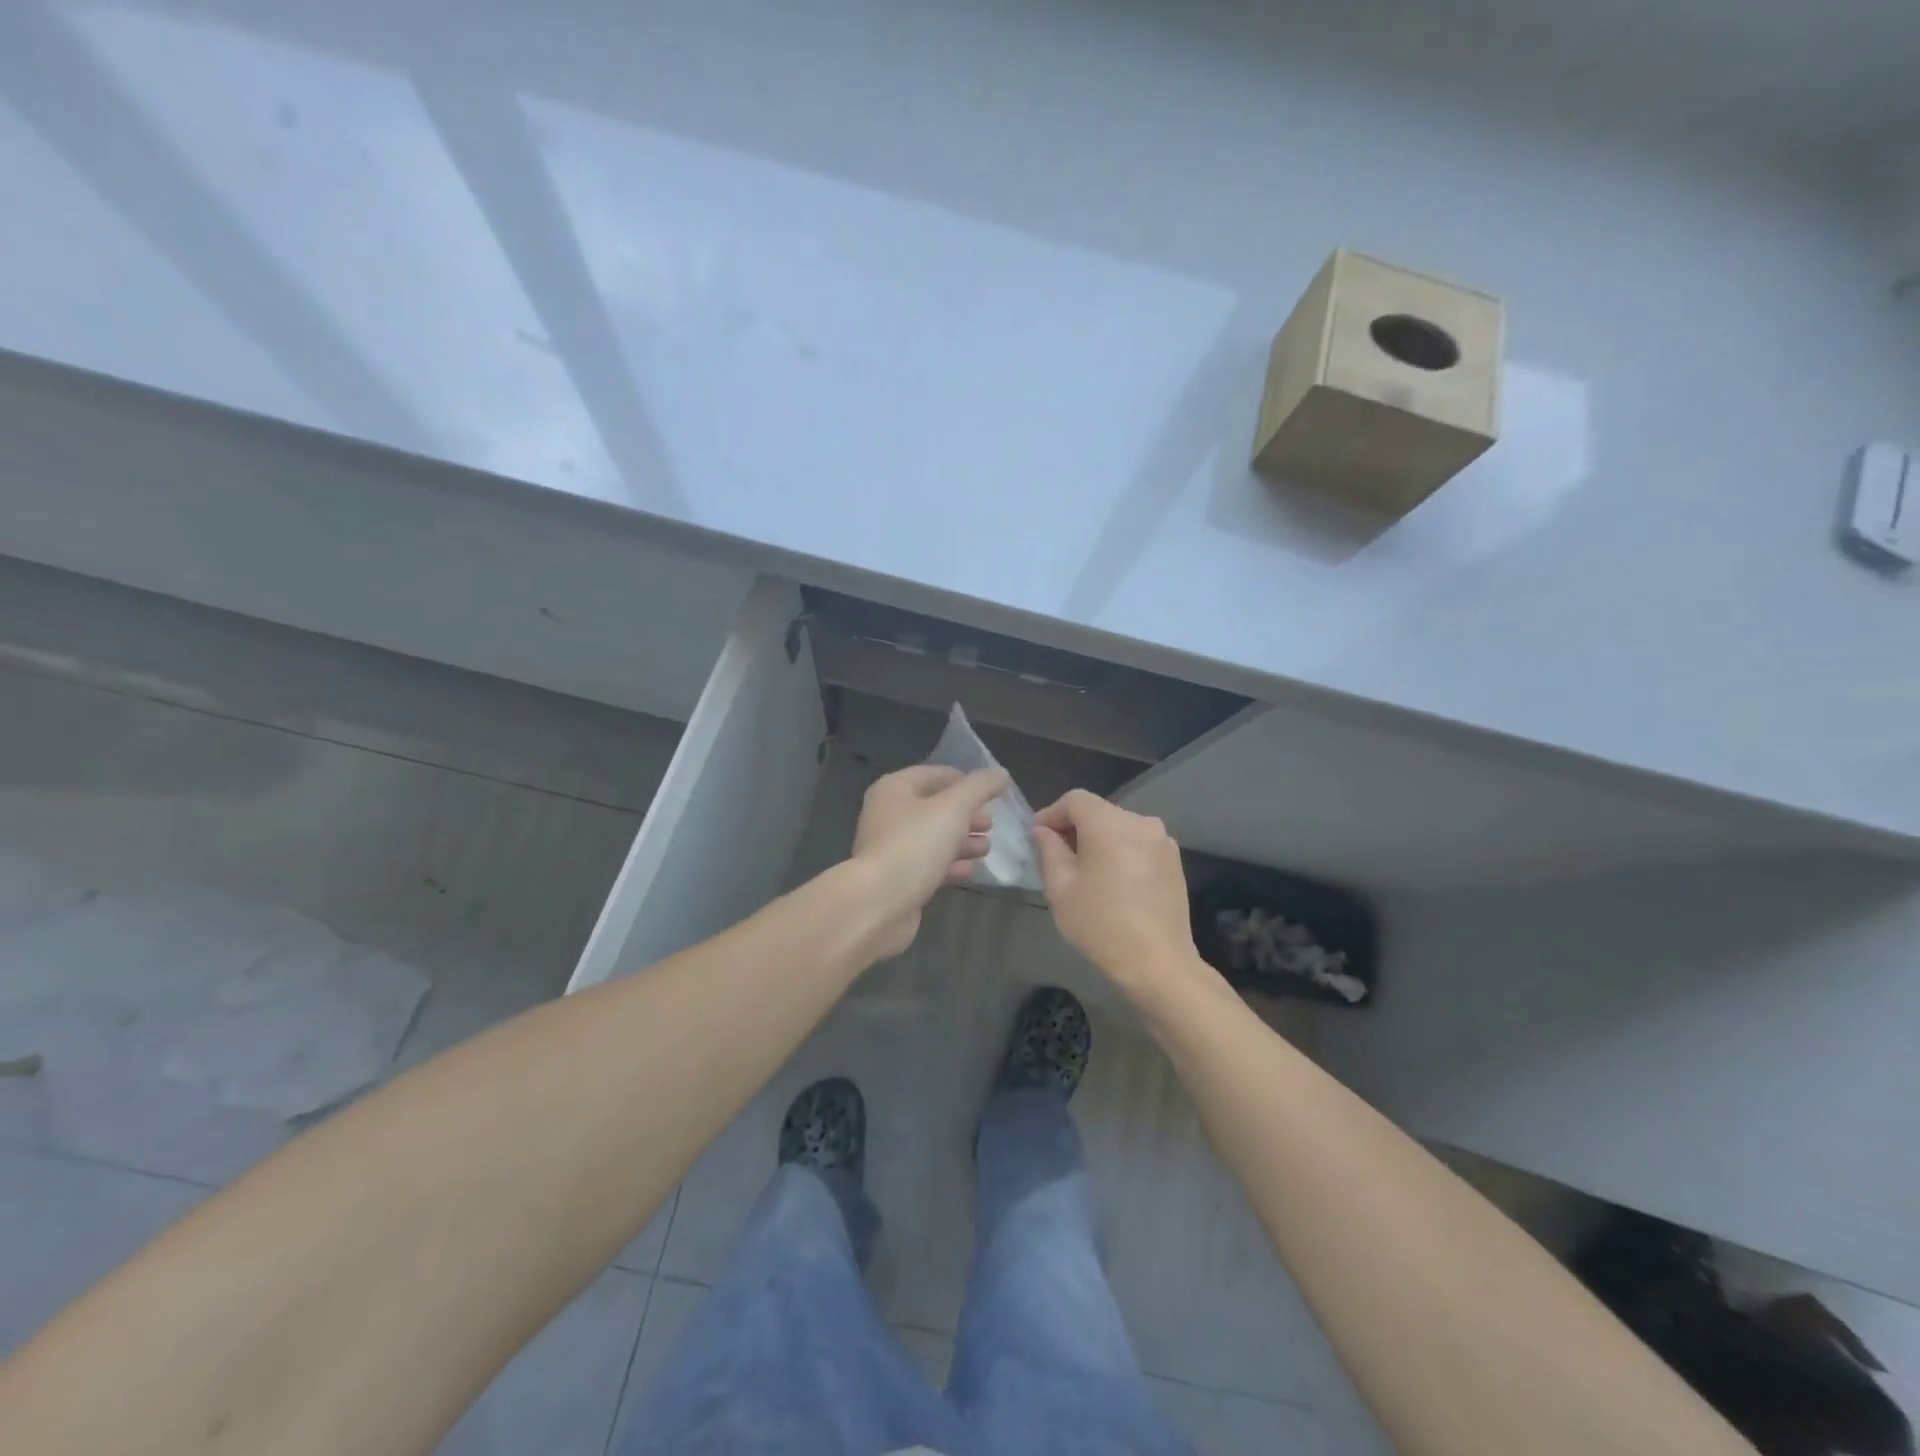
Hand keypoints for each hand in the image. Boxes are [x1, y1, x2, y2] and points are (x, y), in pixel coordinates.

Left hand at [850, 764, 1009, 958]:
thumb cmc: (914, 845)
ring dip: (962, 841)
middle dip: (966, 814)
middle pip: (935, 807)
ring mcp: (891, 849)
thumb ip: (980, 787)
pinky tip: (970, 870)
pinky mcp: (897, 878)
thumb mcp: (954, 808)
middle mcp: (888, 815)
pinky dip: (950, 865)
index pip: (934, 774)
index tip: (991, 792)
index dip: (964, 780)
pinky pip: (928, 864)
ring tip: (987, 848)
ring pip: (933, 838)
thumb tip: (1001, 774)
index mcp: (894, 789)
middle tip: (991, 823)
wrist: (878, 904)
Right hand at [1032, 790, 1201, 995]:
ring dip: (1099, 840)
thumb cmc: (1100, 922)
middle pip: (1099, 812)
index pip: (1075, 799)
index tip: (1037, 836)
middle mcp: (1140, 822)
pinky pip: (1138, 844)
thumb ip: (1049, 849)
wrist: (1157, 962)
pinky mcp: (1174, 861)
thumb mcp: (1060, 886)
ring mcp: (1162, 841)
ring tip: (1084, 870)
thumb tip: (1044, 830)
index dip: (1052, 813)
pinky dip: (1121, 852)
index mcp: (1109, 822)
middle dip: (1075, 828)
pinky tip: (1113, 881)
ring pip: (1120, 828)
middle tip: (1056, 855)